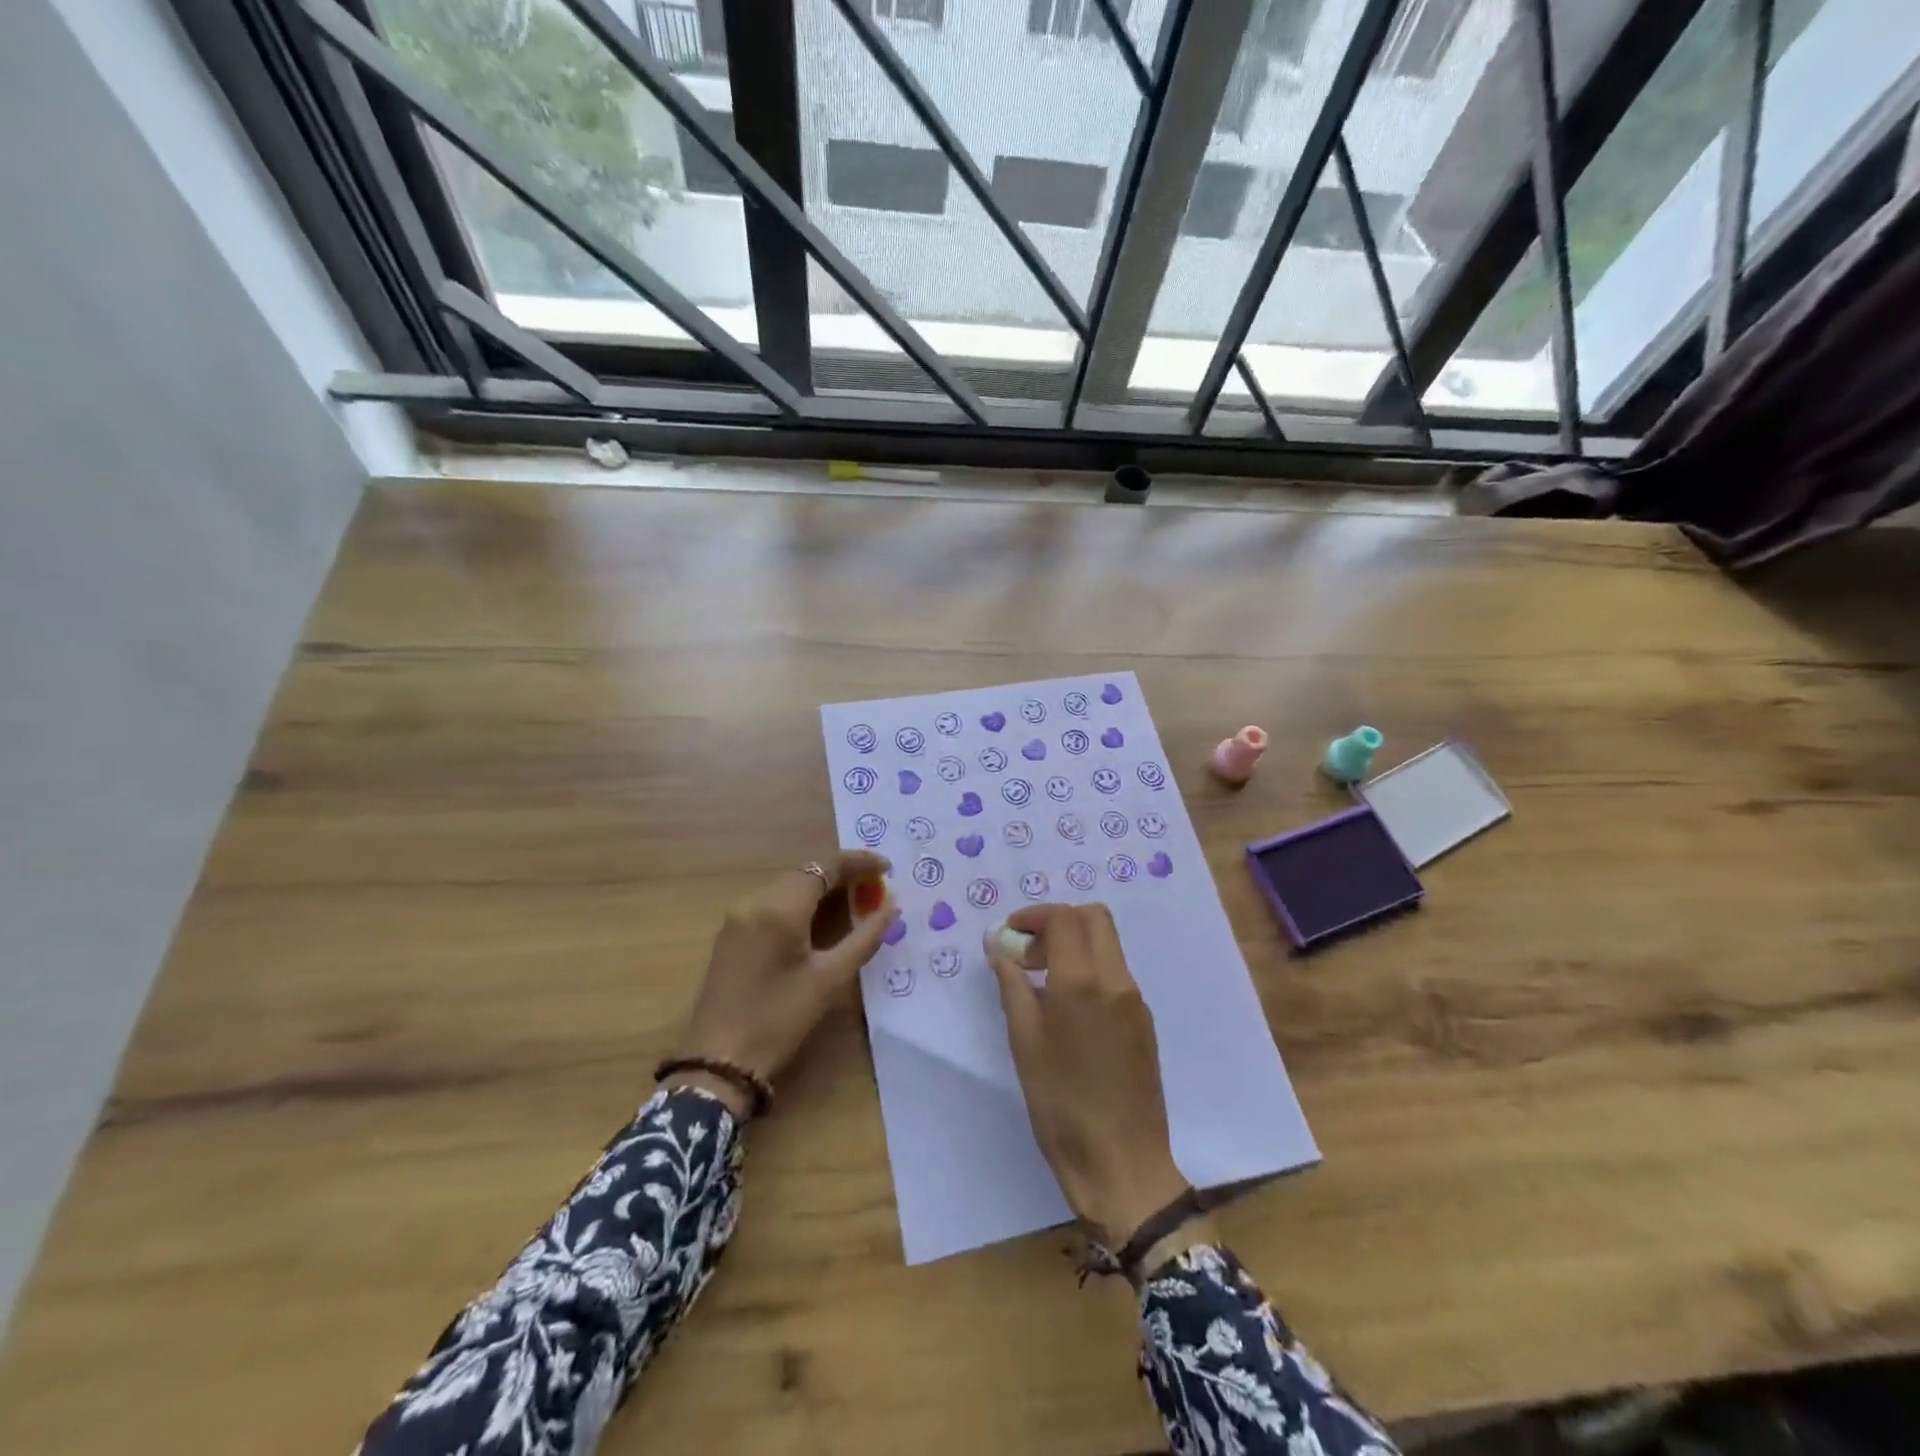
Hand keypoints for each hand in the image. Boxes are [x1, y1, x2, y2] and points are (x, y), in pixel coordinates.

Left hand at [669, 851, 893, 1115]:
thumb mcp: (830, 979)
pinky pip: (773, 903)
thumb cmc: (779, 1019)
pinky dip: (801, 903)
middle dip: (843, 875)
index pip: (825, 866)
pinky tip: (820, 920)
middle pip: (806, 873)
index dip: (859, 862)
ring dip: (822, 888)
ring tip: (855, 902)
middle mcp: (755, 901)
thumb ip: (864, 938)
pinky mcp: (731, 932)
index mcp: (780, 908)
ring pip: (789, 887)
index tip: (887, 868)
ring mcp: (738, 915)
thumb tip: (890, 906)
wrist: (718, 1060)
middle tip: (876, 889)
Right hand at [984, 903, 1191, 1244]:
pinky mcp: (1143, 1021)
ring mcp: (1135, 1000)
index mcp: (1083, 981)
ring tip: (1041, 981)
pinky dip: (1089, 969)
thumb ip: (1012, 985)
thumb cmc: (1061, 1104)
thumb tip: (999, 946)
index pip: (1064, 918)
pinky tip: (1067, 1009)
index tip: (1010, 934)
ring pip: (1107, 944)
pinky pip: (1115, 974)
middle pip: (1094, 918)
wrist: (1122, 1163)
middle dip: (1058, 921)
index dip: (1034, 915)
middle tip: (1029, 951)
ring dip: (1074, 944)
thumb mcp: (1024, 1042)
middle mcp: (1116, 980)